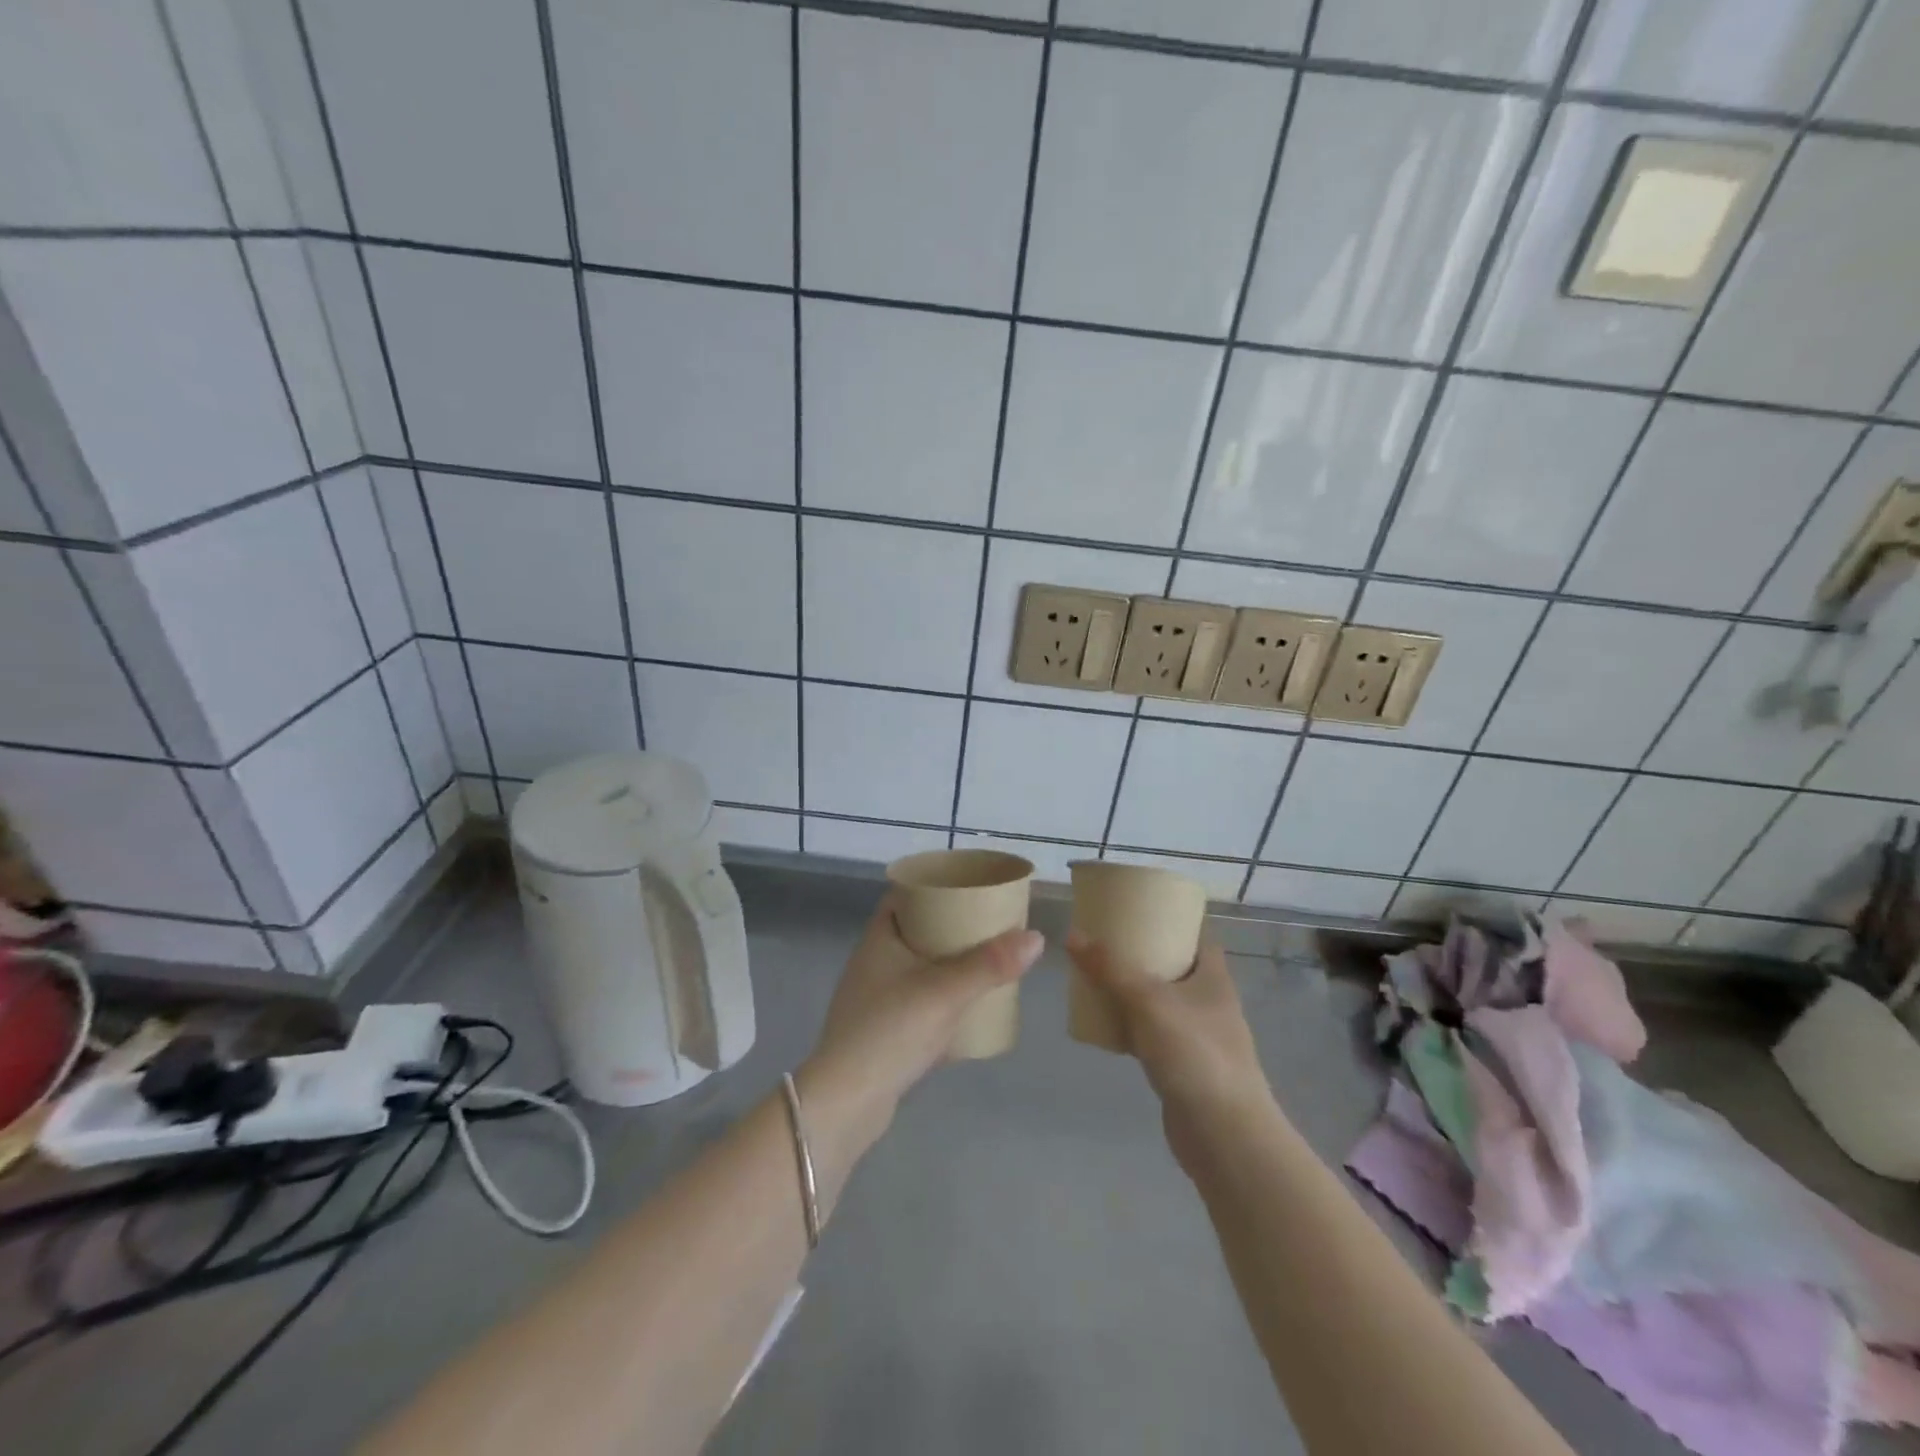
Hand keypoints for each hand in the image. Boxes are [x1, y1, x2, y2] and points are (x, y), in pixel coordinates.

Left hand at [801, 894, 1042, 1133]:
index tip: (971, 887)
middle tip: (989, 925)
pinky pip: (917, 1000)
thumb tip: (1035, 937)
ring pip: (918, 966)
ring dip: (948, 963)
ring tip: (985, 962)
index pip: (905, 894)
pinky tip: (966, 1007)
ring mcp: (875, 997)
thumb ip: (990, 965)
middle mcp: (873, 961)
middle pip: (916, 929)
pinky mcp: (882, 1030)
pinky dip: (940, 996)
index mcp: (879, 938)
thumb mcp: (945, 993)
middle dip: (951, 926)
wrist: (846, 1103)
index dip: (936, 886)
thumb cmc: (890, 1032)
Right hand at [1064, 931, 1269, 1122]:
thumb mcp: (1147, 1001)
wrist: (1224, 1135)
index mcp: (1213, 977)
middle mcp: (1210, 1002)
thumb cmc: (1194, 1054)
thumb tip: (1072, 934)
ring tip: (1097, 975)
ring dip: (1133, 991)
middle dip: (1142, 954)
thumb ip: (1109, 968)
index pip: (1196, 935)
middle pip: (1175, 966)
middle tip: (1105, 941)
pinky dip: (1130, 1027)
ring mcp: (1198, 1037)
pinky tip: (1104, 1024)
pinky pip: (1152, 1035)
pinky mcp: (1184, 1067)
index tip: (1137, 909)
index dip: (1171, 919)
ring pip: (1161, 1002)